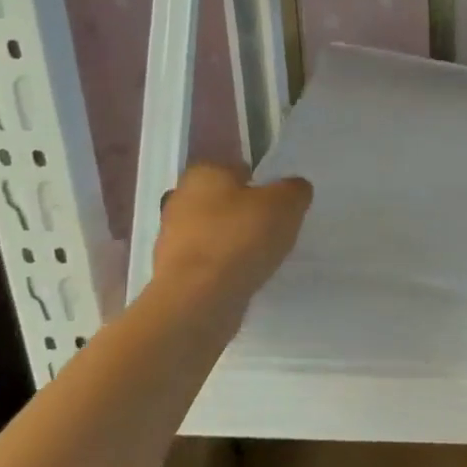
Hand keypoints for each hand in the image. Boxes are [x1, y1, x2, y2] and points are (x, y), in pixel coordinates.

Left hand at [151, 163, 312, 316]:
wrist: (198, 299)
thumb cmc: (241, 237)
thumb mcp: (286, 204)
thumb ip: (294, 190)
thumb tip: (294, 189)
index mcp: (204, 172)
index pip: (237, 168)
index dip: (261, 183)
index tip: (279, 203)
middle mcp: (180, 198)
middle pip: (222, 201)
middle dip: (244, 212)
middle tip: (273, 229)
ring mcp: (172, 237)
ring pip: (213, 232)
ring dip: (233, 242)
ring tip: (262, 257)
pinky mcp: (172, 271)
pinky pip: (207, 262)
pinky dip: (224, 267)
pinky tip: (243, 277)